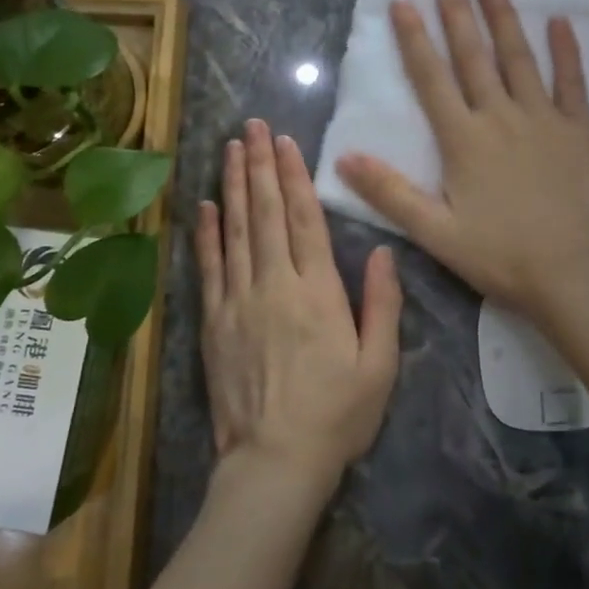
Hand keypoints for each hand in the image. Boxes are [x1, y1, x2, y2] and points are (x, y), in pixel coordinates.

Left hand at [197, 119, 402, 496]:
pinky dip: (207, 234)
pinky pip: (209, 268)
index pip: (305, 220)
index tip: (287, 143)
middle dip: (261, 165)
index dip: (296, 177)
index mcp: (318, 292)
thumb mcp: (379, 365)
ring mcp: (238, 302)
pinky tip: (206, 206)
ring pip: (236, 231)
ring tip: (231, 148)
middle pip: (267, 214)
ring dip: (234, 186)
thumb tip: (381, 251)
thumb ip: (382, 304)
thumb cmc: (337, 416)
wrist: (274, 462)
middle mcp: (275, 285)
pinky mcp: (213, 323)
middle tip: (254, 126)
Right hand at [336, 0, 588, 318]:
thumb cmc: (500, 255)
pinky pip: (572, 82)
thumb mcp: (435, 232)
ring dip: (503, 18)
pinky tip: (559, 21)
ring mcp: (543, 119)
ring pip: (519, 58)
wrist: (572, 273)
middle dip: (457, 12)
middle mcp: (501, 117)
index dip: (415, 38)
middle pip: (474, 56)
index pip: (432, 79)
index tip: (402, 0)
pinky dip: (566, 51)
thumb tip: (343, 158)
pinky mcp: (578, 130)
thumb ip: (390, 193)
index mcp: (463, 140)